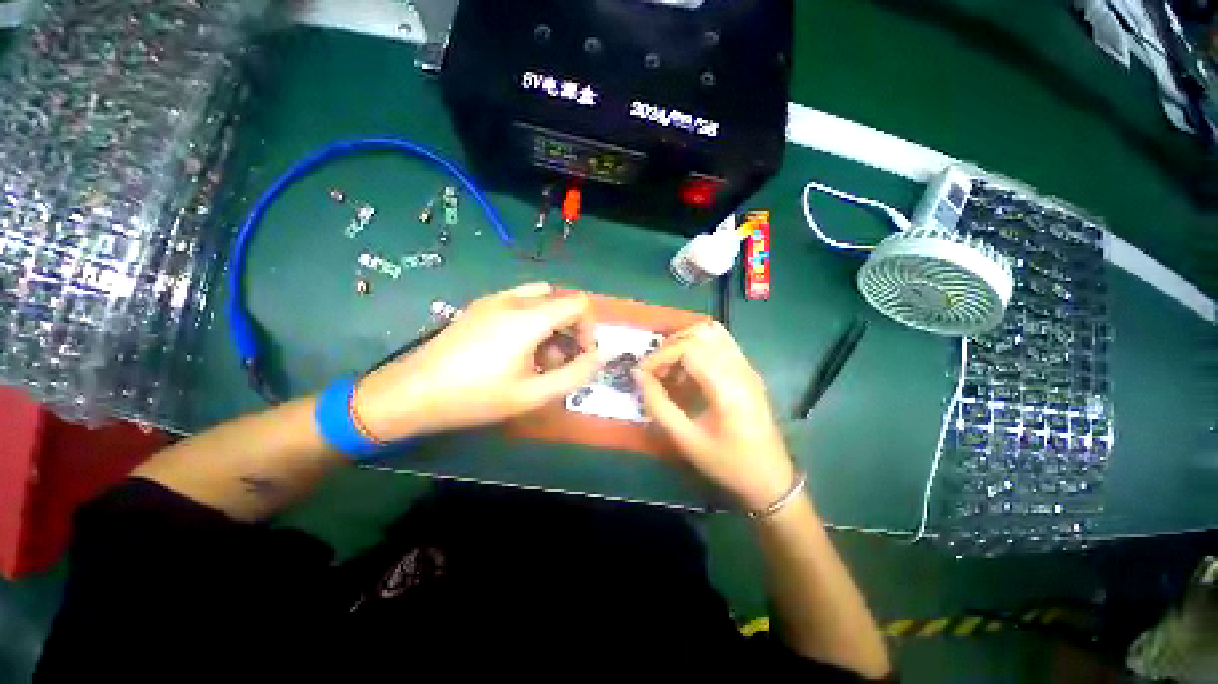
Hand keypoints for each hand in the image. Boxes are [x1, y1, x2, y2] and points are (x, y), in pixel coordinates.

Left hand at [354, 283, 601, 440]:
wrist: (412, 392)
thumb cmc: (476, 396)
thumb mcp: (533, 394)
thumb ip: (574, 375)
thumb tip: (599, 357)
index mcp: (529, 317)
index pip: (578, 304)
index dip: (589, 328)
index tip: (581, 356)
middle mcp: (514, 300)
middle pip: (560, 300)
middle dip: (570, 329)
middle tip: (559, 362)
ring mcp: (493, 300)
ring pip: (540, 300)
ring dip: (551, 324)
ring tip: (538, 358)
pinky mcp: (479, 307)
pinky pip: (519, 303)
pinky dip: (531, 320)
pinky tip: (515, 350)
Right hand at [634, 321, 798, 511]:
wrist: (771, 479)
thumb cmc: (728, 464)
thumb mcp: (686, 440)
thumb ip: (658, 405)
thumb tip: (638, 376)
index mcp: (727, 386)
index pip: (689, 348)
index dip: (661, 356)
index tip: (643, 374)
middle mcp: (740, 368)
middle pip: (699, 334)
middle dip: (670, 347)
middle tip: (654, 371)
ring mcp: (747, 367)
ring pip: (711, 333)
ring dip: (684, 343)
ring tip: (669, 367)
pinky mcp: (748, 371)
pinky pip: (720, 343)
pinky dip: (698, 347)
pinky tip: (687, 370)